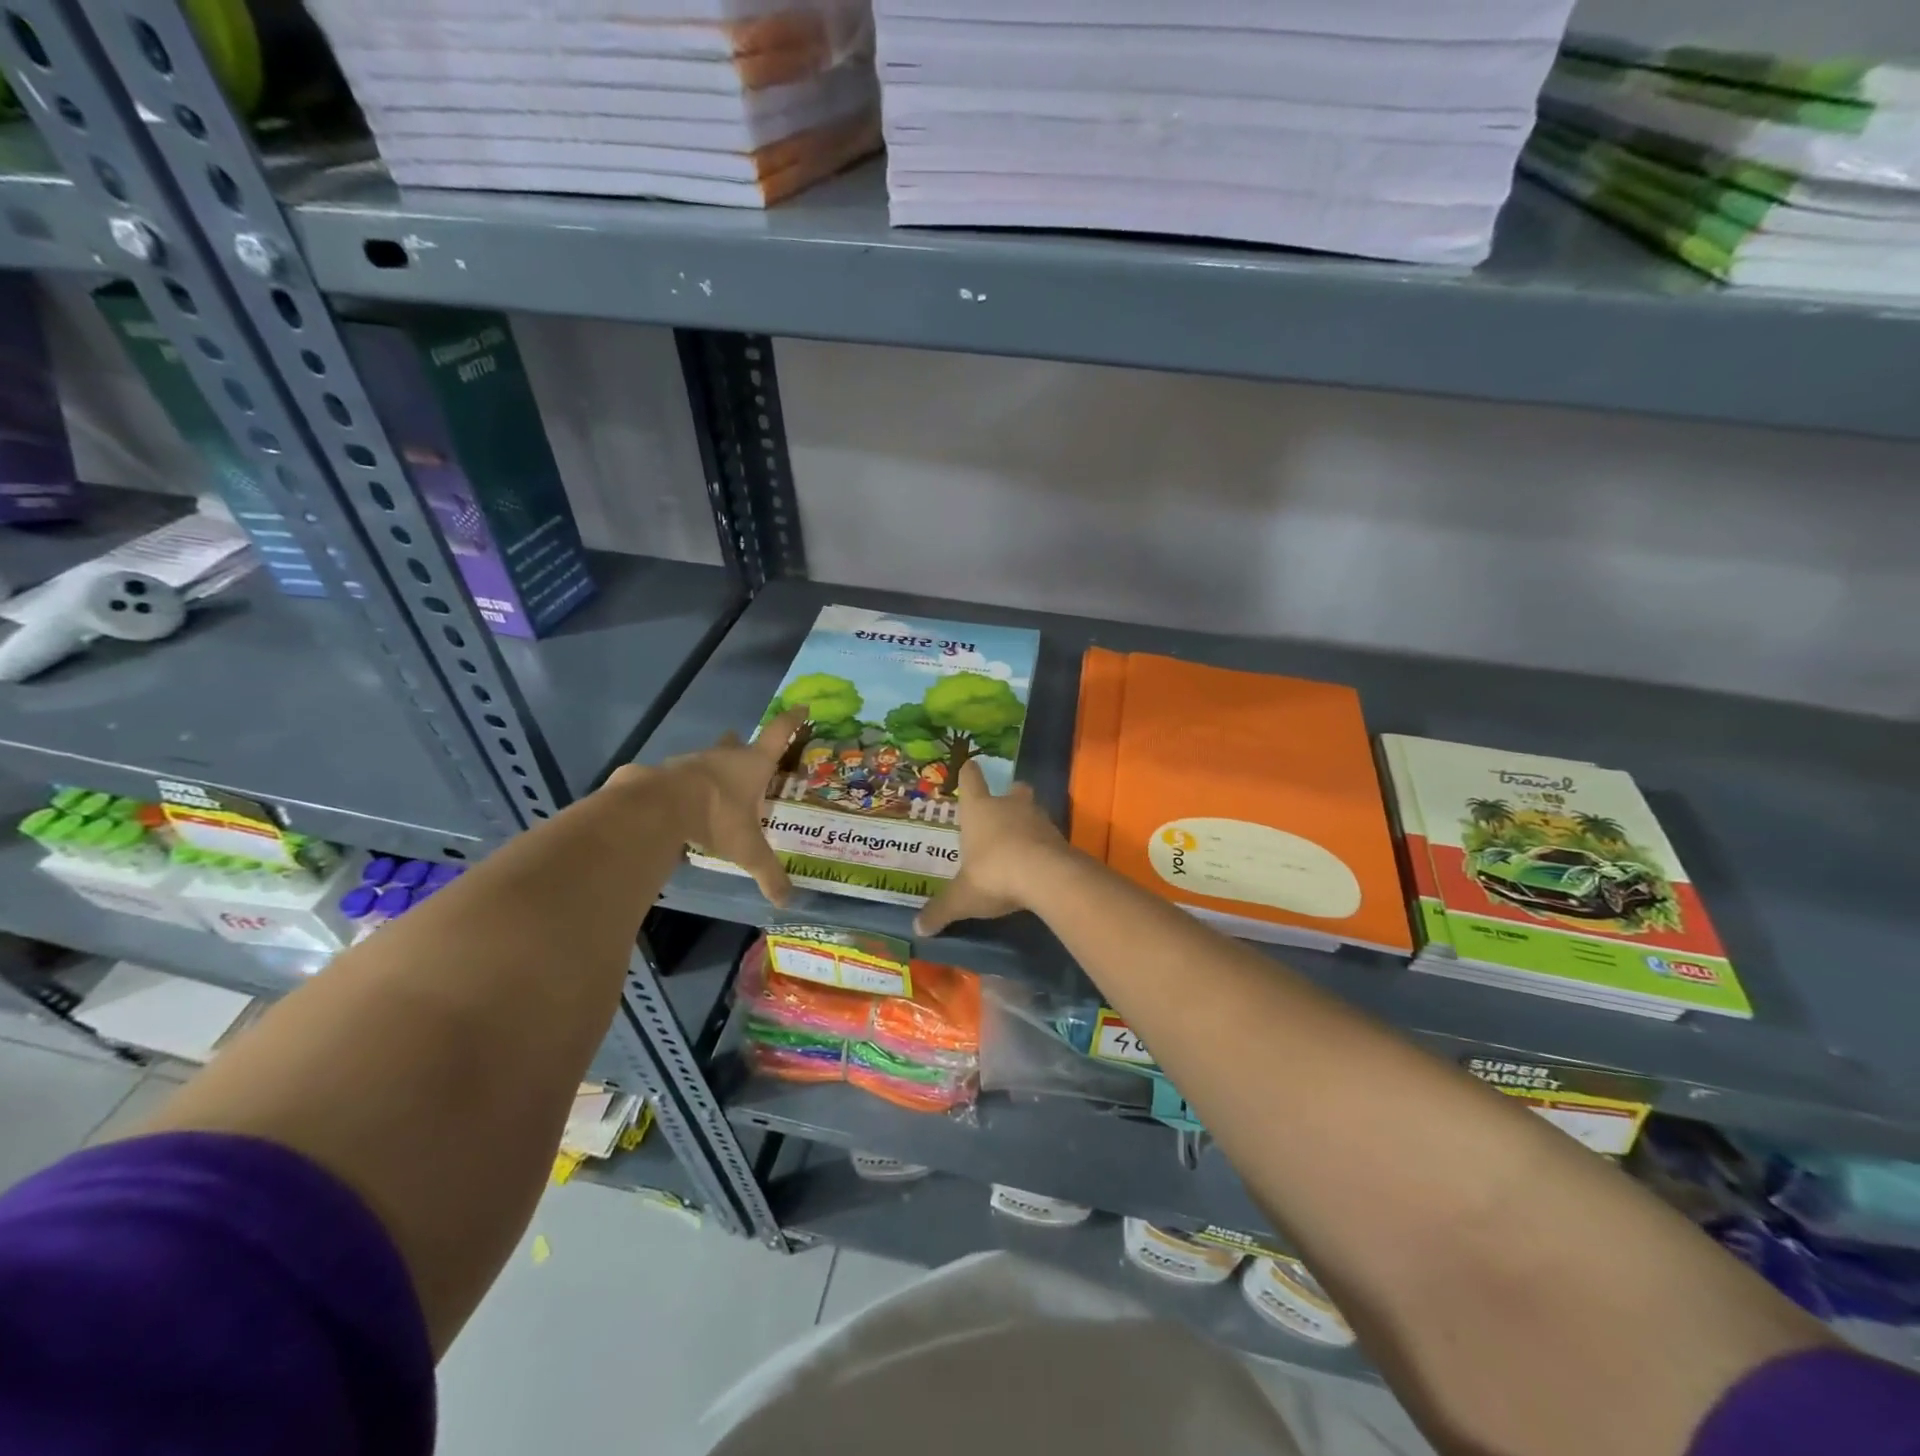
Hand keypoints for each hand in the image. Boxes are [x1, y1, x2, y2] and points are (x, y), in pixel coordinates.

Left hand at [654, 707, 807, 908]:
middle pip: (737, 743)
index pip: (779, 734)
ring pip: (705, 760)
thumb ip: (768, 873)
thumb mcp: (747, 850)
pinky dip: (681, 789)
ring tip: (711, 793)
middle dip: (742, 747)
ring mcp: (690, 762)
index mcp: (752, 765)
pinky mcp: (662, 773)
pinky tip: (678, 807)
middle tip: (746, 757)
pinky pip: (676, 778)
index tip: (802, 707)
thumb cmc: (716, 818)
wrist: (657, 807)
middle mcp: (723, 757)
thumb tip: (786, 900)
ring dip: (710, 771)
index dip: (792, 721)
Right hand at [913, 759, 1070, 936]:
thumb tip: (917, 929)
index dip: (969, 774)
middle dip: (1009, 796)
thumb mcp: (962, 897)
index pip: (971, 781)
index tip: (970, 766)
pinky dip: (1043, 846)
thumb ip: (941, 910)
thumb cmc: (993, 874)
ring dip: (1027, 823)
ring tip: (1020, 844)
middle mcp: (1009, 806)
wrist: (1046, 876)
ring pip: (1033, 811)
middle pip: (1013, 790)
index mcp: (979, 810)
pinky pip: (1049, 836)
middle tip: (1003, 810)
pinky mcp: (1060, 837)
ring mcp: (1038, 819)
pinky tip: (1038, 864)